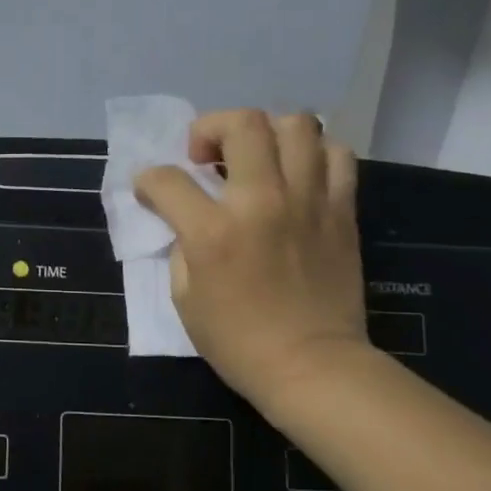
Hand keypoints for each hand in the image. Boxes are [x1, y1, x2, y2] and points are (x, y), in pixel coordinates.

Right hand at [136, 110, 369, 416]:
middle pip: (241, 124)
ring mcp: (308, 202)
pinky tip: (296, 175)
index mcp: (213, 232)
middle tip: (206, 156)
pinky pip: (336, 155)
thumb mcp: (184, 297)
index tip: (150, 191)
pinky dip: (313, 153)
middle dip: (210, 128)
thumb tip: (189, 218)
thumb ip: (183, 245)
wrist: (311, 366)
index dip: (148, 180)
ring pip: (296, 124)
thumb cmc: (237, 341)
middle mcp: (262, 203)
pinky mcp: (341, 211)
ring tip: (255, 158)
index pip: (167, 179)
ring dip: (265, 132)